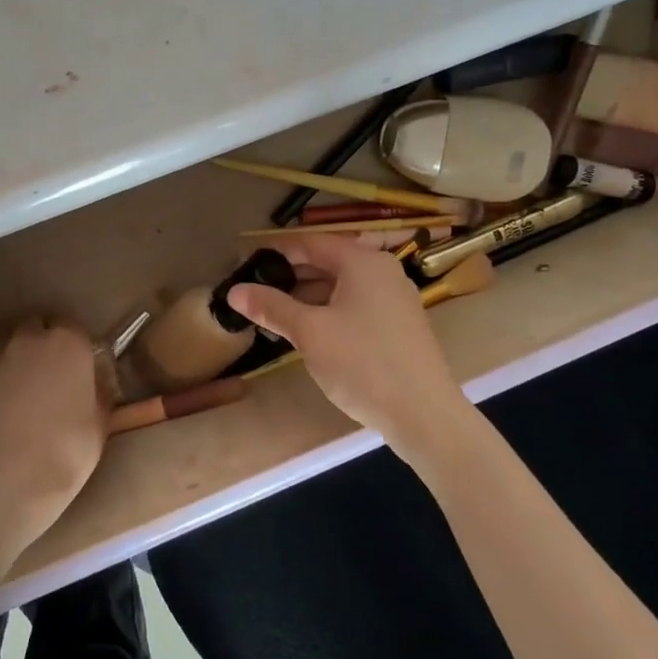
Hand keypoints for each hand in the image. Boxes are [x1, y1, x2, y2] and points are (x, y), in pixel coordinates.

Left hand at [0, 319, 106, 563]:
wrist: (10, 478)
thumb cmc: (68, 449)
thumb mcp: (101, 421)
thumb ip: (100, 389)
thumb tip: (97, 379)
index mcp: (68, 342)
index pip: (73, 327)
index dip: (76, 346)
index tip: (80, 366)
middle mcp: (30, 339)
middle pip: (38, 328)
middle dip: (45, 343)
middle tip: (53, 374)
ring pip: (11, 346)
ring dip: (20, 358)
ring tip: (27, 390)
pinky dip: (0, 379)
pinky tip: (6, 406)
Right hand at [227, 232, 468, 443]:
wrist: (423, 414)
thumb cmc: (362, 363)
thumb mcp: (309, 333)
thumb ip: (272, 307)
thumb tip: (234, 291)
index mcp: (363, 262)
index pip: (311, 243)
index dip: (277, 252)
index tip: (246, 263)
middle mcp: (383, 272)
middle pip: (328, 263)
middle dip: (291, 277)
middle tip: (255, 292)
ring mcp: (395, 300)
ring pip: (341, 288)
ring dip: (308, 297)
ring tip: (274, 314)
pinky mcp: (399, 326)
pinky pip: (356, 307)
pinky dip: (329, 312)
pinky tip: (308, 333)